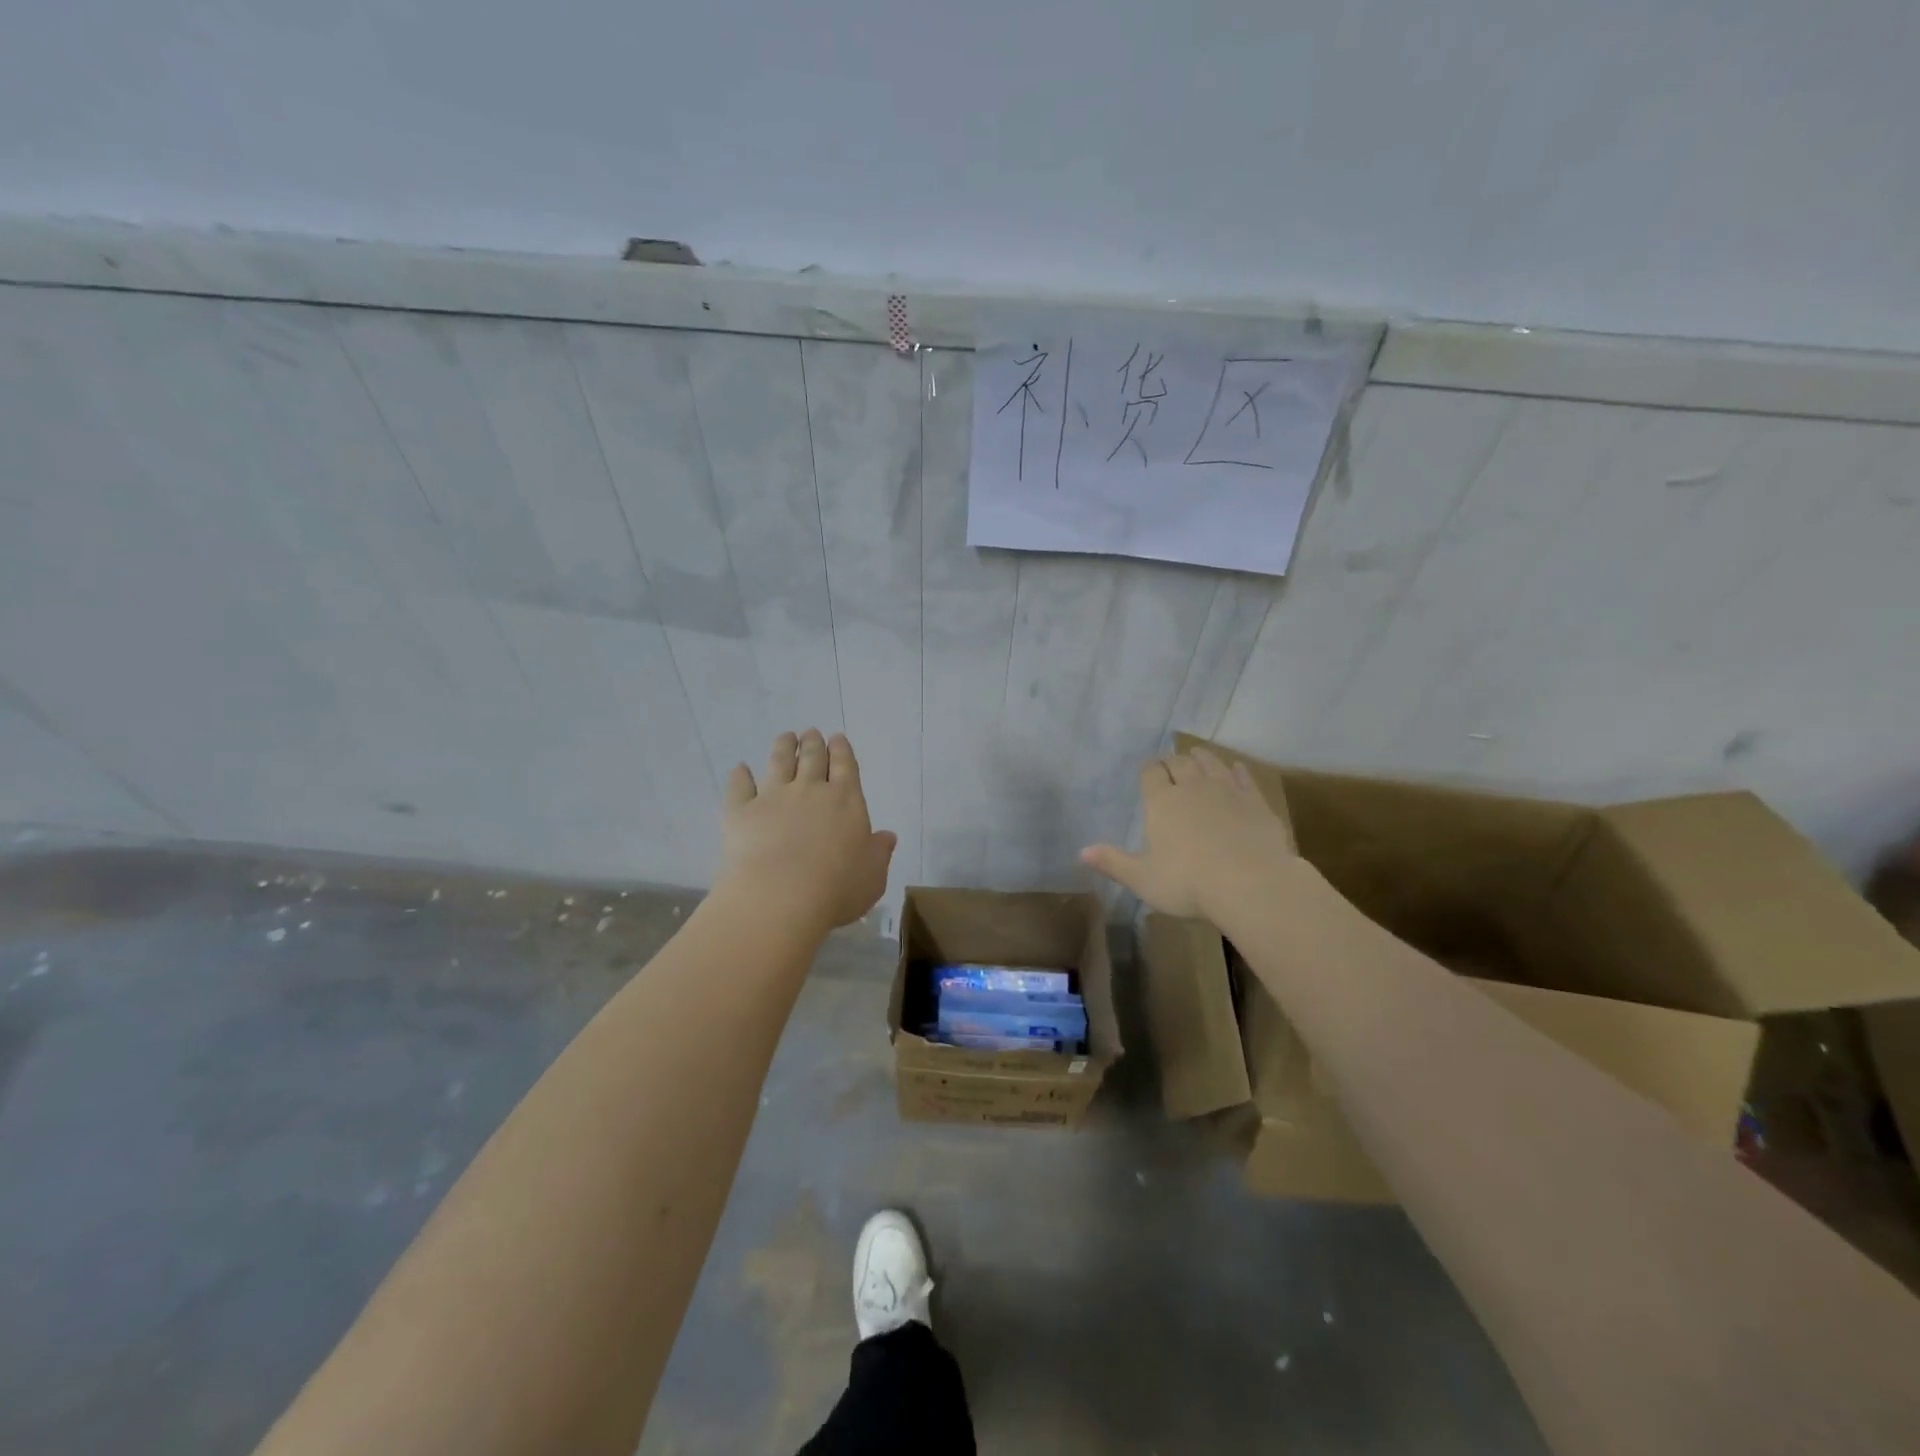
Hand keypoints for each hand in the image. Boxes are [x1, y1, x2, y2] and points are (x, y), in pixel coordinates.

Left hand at [718, 730, 896, 933]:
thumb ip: (879, 852)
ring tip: (785, 737)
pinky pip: (739, 786)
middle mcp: (810, 790)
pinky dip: (740, 775)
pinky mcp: (740, 811)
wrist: (779, 897)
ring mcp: (773, 797)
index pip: (845, 766)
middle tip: (811, 733)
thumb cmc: (836, 889)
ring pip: (778, 762)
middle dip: (813, 743)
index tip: (837, 738)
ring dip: (783, 747)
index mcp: (846, 800)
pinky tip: (740, 768)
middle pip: (812, 757)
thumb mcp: (873, 876)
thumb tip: (887, 836)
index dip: (842, 750)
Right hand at [1080, 748, 1297, 919]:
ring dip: (1202, 758)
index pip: (1152, 773)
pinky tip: (1236, 769)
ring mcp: (1227, 791)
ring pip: (1211, 763)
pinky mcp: (1256, 801)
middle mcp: (1193, 787)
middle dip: (1173, 761)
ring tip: (1197, 755)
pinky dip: (1236, 770)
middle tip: (1171, 764)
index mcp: (1162, 802)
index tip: (1149, 770)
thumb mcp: (1143, 879)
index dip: (1149, 769)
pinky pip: (1244, 777)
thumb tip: (1081, 852)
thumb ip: (1113, 863)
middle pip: (1181, 763)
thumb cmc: (1188, 883)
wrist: (1252, 884)